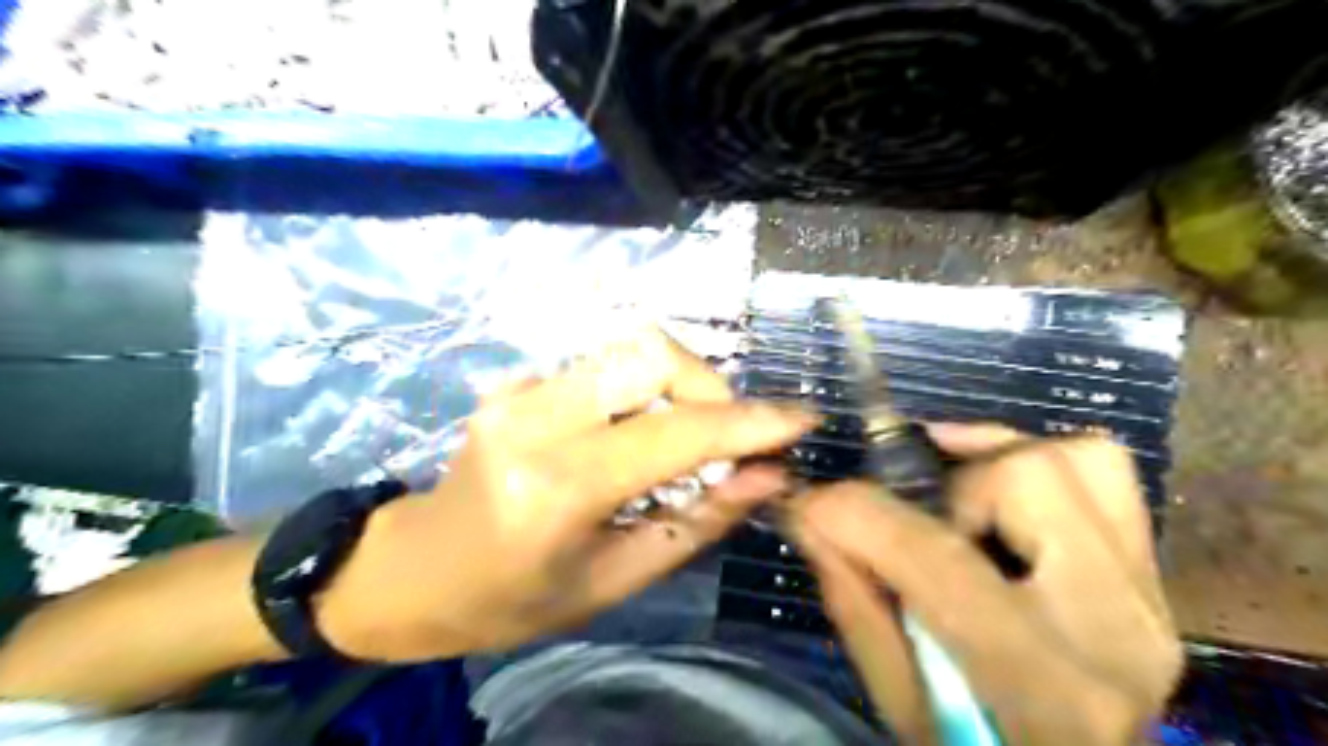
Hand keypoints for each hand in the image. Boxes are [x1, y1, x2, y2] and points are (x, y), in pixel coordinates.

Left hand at [321, 325, 821, 658]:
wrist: (416, 570)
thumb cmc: (513, 599)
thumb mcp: (614, 581)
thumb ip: (697, 522)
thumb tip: (767, 475)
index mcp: (554, 489)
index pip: (672, 435)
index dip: (746, 424)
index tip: (800, 420)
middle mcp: (533, 420)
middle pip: (649, 355)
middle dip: (709, 387)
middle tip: (724, 438)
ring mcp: (516, 390)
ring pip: (628, 348)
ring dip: (679, 384)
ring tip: (684, 439)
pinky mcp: (515, 380)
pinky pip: (602, 364)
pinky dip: (642, 390)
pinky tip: (635, 433)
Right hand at [780, 425, 1174, 745]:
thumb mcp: (900, 702)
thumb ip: (854, 600)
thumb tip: (808, 517)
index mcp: (1039, 679)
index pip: (935, 557)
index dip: (857, 513)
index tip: (811, 501)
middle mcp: (1110, 623)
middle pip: (1028, 477)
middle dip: (948, 483)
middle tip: (911, 512)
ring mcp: (1145, 596)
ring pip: (1077, 459)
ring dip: (996, 462)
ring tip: (954, 493)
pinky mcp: (1148, 577)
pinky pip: (1105, 473)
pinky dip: (1033, 460)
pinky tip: (987, 483)